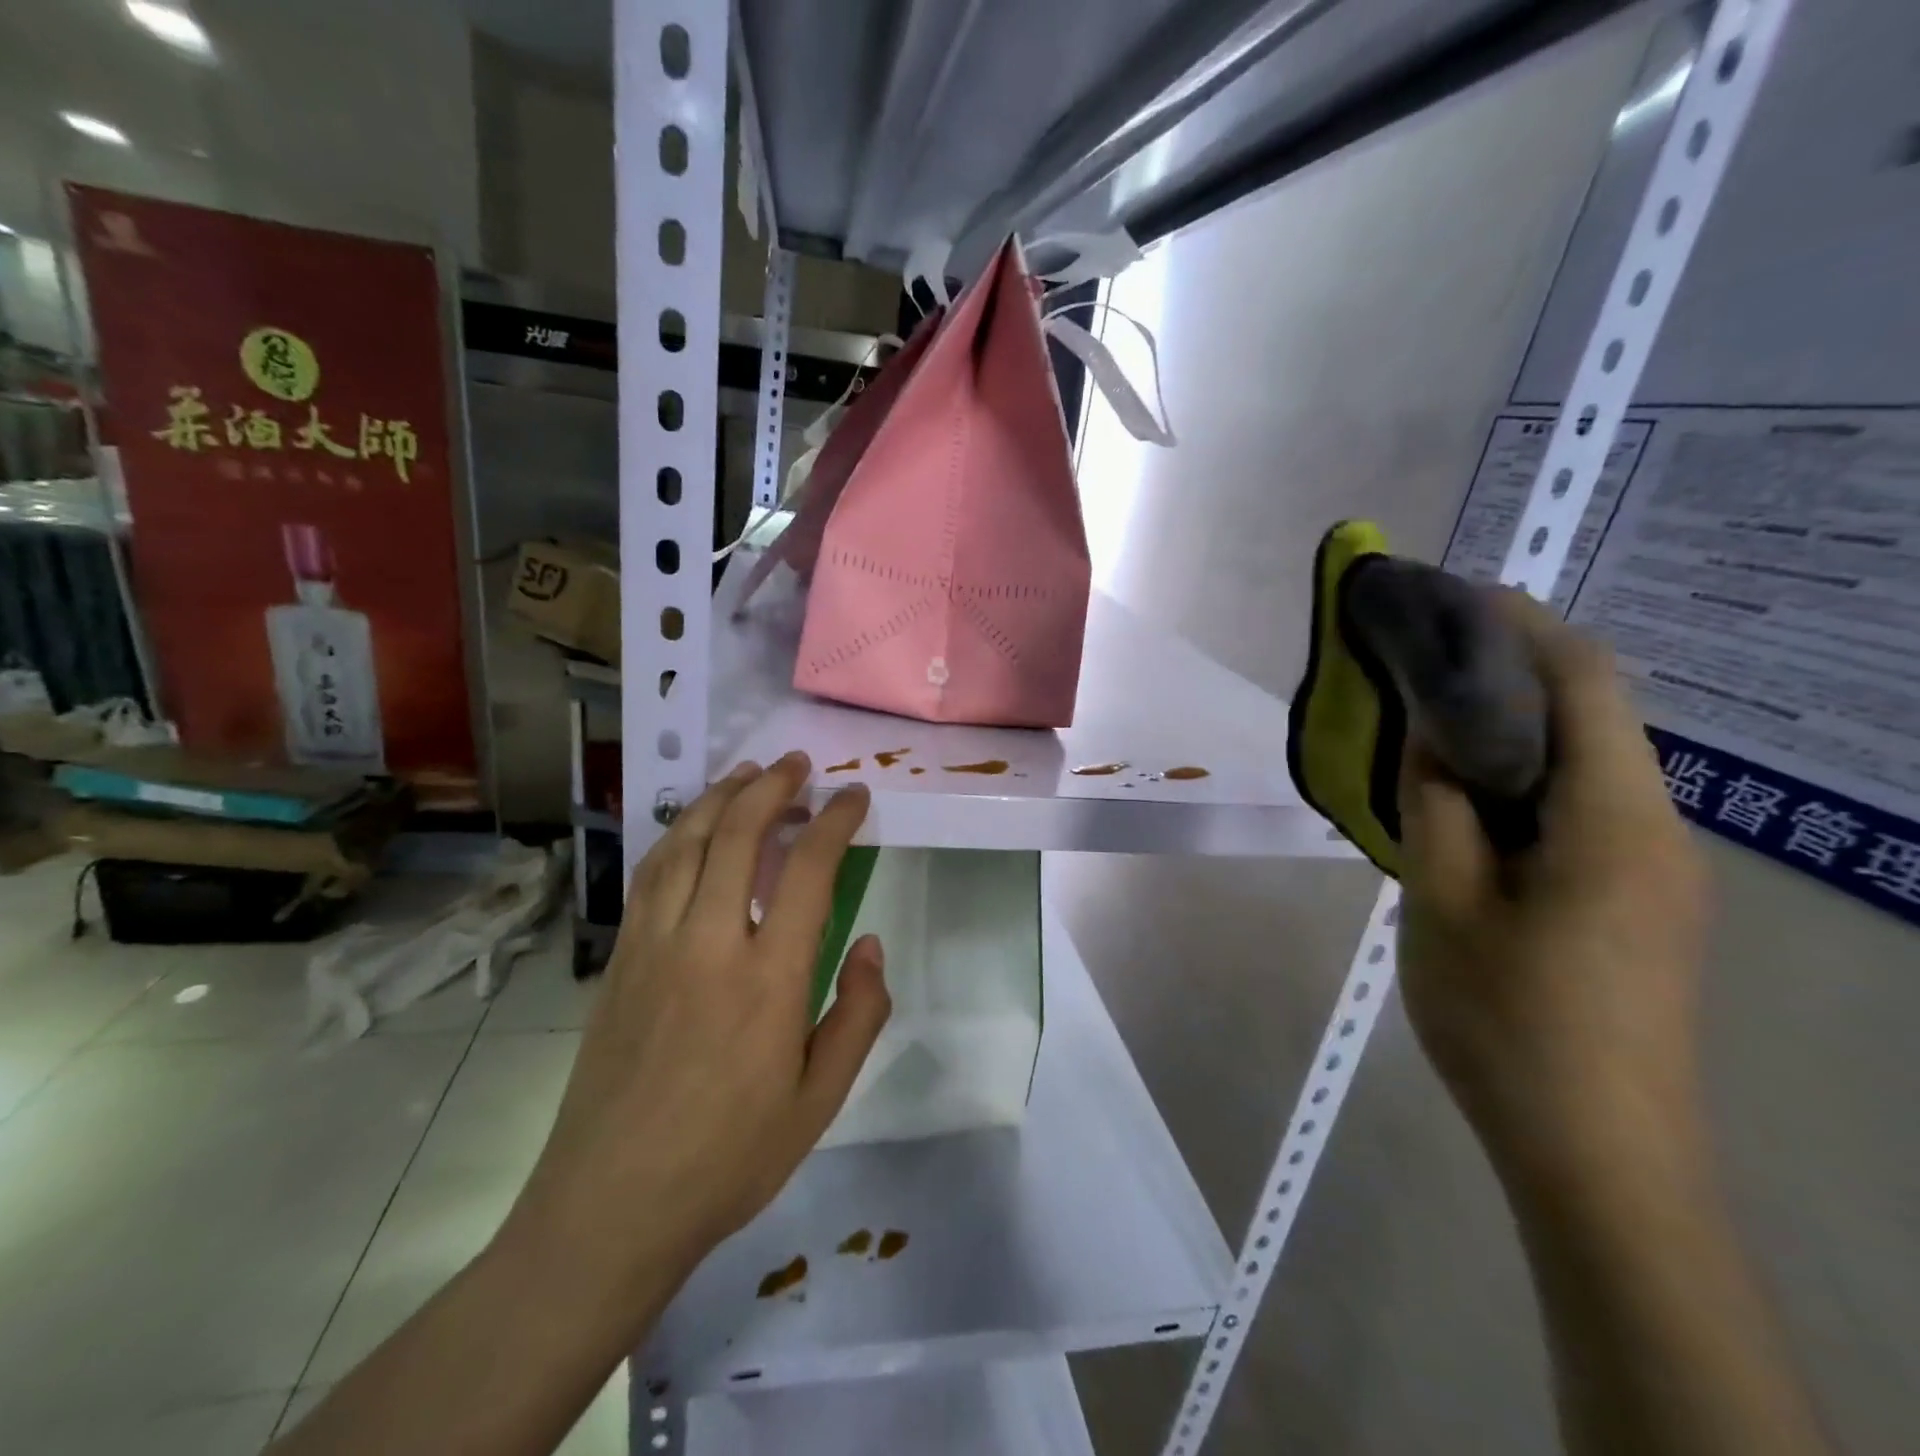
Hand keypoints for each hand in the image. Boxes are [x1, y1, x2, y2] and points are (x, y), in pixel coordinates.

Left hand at [503, 752, 889, 1315]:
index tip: (854, 797)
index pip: (808, 869)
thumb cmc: (730, 1158)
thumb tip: (870, 944)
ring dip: (720, 797)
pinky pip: (651, 875)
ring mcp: (655, 946)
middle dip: (773, 787)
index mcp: (769, 979)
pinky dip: (679, 834)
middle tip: (798, 766)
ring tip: (747, 774)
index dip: (835, 821)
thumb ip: (858, 1015)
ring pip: (686, 843)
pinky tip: (693, 829)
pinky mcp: (620, 959)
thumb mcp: (820, 1101)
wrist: (609, 1209)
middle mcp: (709, 944)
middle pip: (737, 834)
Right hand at [1396, 594, 1711, 1195]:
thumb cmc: (1509, 1020)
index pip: (1586, 683)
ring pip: (1583, 765)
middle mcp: (1655, 830)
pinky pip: (1579, 810)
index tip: (1451, 596)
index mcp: (1615, 820)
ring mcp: (1653, 871)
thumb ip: (1438, 803)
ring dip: (1510, 727)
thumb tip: (1433, 731)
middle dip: (1509, 669)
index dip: (1521, 625)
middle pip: (1592, 716)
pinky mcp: (1636, 903)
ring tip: (1429, 717)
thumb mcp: (1443, 901)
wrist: (1597, 1155)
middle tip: (1421, 656)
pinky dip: (1520, 779)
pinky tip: (1464, 797)